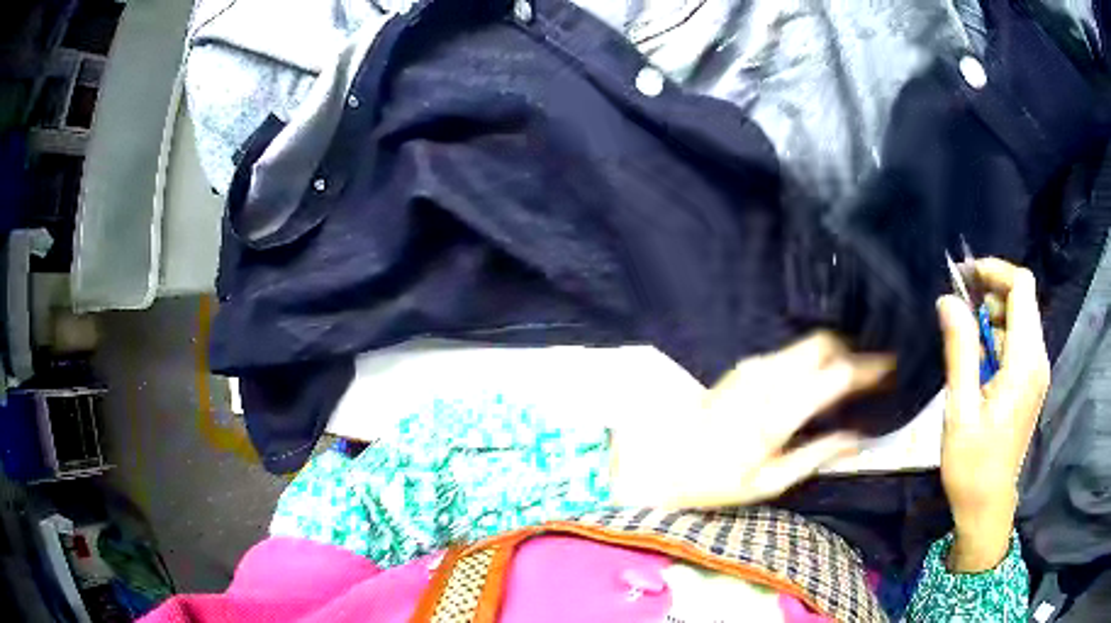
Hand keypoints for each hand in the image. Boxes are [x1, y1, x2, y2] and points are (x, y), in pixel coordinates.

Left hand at [610, 332, 892, 507]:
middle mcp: (768, 378)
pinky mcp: (744, 366)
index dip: (869, 368)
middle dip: (853, 352)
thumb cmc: (716, 481)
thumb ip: (817, 456)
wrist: (662, 460)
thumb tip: (859, 438)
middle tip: (872, 373)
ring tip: (851, 375)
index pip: (836, 375)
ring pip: (806, 344)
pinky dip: (812, 358)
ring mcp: (753, 367)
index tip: (892, 369)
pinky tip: (818, 378)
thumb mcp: (770, 482)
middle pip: (823, 344)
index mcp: (779, 412)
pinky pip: (790, 352)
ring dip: (833, 353)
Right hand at [937, 259, 1049, 571]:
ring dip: (993, 316)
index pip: (1022, 287)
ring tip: (964, 339)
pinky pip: (1019, 342)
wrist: (987, 505)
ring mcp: (1037, 371)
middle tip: (958, 308)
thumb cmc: (972, 464)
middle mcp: (1038, 358)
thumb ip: (960, 350)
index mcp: (1025, 361)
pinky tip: (978, 361)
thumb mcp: (960, 409)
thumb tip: (948, 299)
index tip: (964, 277)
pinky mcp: (1032, 382)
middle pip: (1023, 298)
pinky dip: (999, 337)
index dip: (995, 271)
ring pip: (1021, 319)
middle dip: (992, 292)